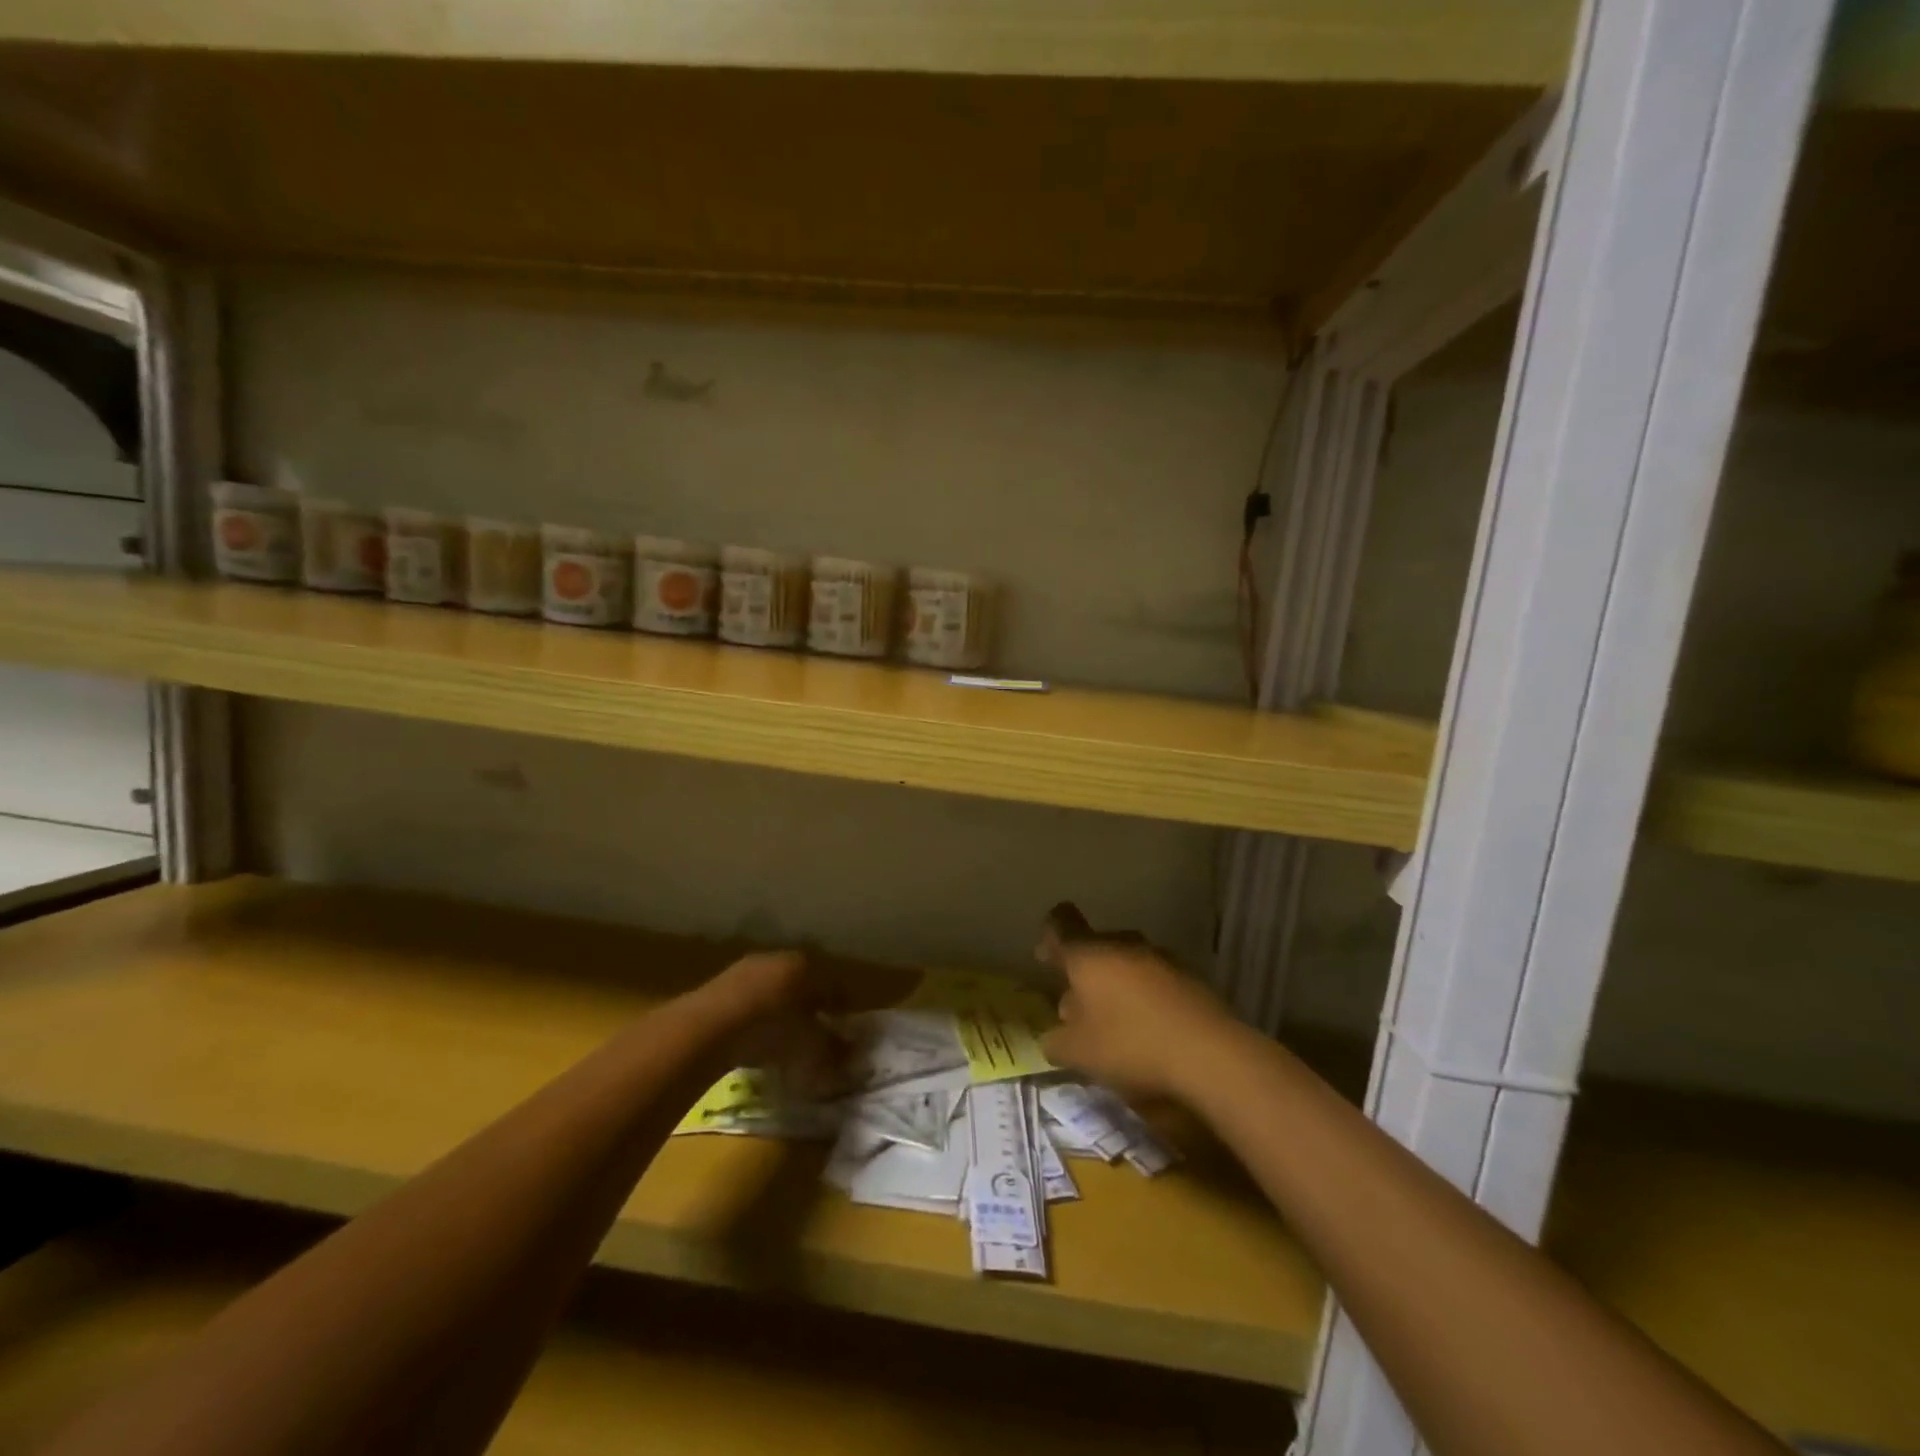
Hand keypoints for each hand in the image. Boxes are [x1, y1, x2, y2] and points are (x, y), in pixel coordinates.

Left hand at [699, 951, 851, 1101]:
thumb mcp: (810, 1047)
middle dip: (810, 1007)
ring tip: (782, 1040)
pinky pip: (748, 1001)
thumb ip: (834, 1050)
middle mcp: (780, 958)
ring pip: (774, 989)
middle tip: (814, 1034)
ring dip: (780, 1011)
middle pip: (803, 984)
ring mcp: (746, 968)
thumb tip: (852, 1055)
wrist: (708, 1029)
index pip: (833, 987)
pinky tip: (752, 1039)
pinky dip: (755, 1017)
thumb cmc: (771, 1031)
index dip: (841, 1010)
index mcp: (808, 966)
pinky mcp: (719, 984)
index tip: (844, 1030)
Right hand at [1036, 904, 1238, 1102]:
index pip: (1061, 924)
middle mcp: (1123, 944)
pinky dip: (1145, 998)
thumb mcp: (1079, 1053)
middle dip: (1084, 973)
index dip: (1049, 937)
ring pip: (1126, 963)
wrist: (1212, 1054)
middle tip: (1078, 1009)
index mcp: (1088, 954)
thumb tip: (1054, 1036)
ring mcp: (1161, 958)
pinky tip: (1149, 1031)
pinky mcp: (1190, 978)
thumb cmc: (1131, 1044)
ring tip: (1115, 1025)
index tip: (1045, 958)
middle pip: (1095, 947)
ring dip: (1116, 986)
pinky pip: (1155, 980)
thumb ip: (1057, 1041)